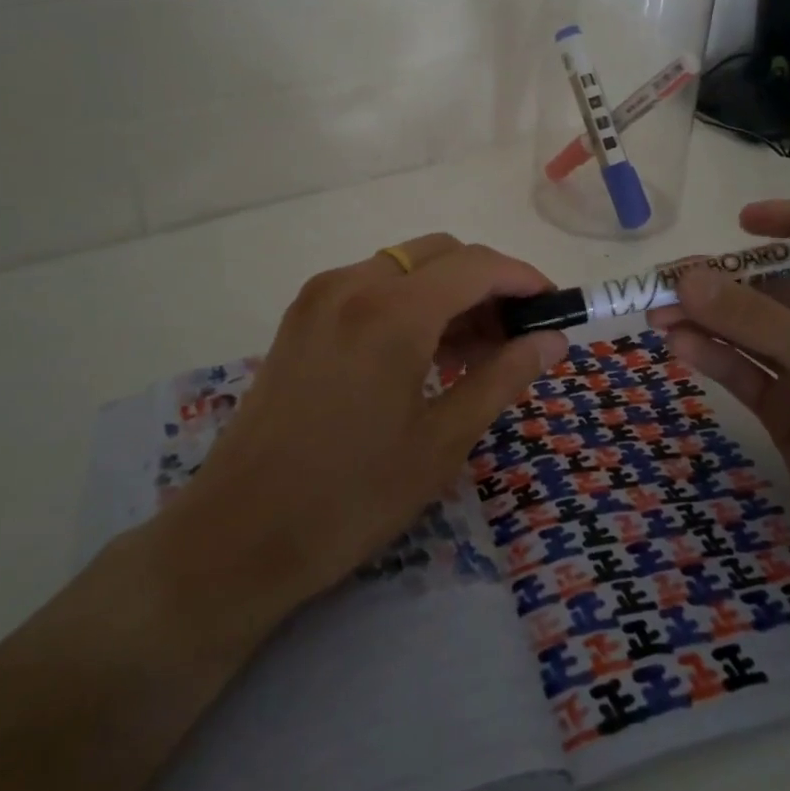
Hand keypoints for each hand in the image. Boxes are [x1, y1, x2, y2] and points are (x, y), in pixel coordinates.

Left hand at [154, 234, 565, 614]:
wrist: (236, 537)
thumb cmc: (350, 498)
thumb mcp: (441, 441)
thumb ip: (502, 377)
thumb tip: (551, 340)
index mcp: (392, 310)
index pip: (477, 265)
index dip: (523, 279)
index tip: (553, 308)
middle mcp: (353, 283)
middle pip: (440, 254)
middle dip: (486, 283)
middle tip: (514, 337)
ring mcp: (320, 296)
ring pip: (405, 266)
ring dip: (448, 292)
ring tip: (475, 351)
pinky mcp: (300, 316)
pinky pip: (371, 286)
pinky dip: (409, 302)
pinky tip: (423, 352)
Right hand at [653, 200, 789, 604]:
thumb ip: (759, 323)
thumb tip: (688, 277)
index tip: (741, 221)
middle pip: (776, 288)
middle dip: (725, 281)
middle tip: (668, 280)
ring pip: (750, 332)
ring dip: (707, 319)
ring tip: (656, 313)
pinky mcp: (788, 414)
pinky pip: (744, 372)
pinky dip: (712, 357)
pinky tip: (678, 346)